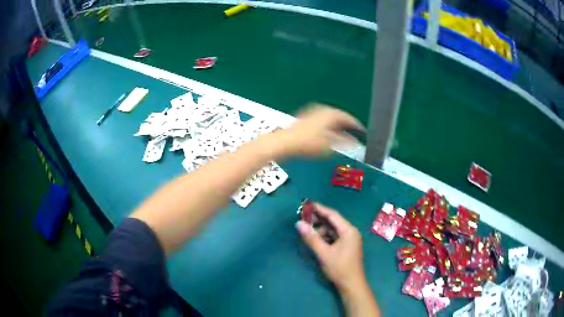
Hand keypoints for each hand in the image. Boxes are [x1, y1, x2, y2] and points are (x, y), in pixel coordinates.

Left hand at [277, 104, 363, 156]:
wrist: (286, 141)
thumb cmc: (309, 143)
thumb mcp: (330, 145)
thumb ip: (345, 143)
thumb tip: (356, 143)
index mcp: (332, 114)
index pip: (349, 119)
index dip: (357, 126)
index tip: (363, 132)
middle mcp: (324, 109)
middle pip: (340, 117)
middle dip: (347, 126)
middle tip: (353, 134)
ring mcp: (314, 112)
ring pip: (331, 119)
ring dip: (338, 127)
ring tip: (342, 136)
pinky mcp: (306, 117)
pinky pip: (323, 120)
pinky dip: (328, 127)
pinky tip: (328, 135)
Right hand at [296, 203, 365, 291]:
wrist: (351, 285)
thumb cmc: (339, 268)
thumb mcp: (323, 253)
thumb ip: (311, 238)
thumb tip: (298, 224)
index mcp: (348, 231)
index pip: (333, 215)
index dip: (319, 209)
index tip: (307, 204)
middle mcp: (350, 232)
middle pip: (333, 222)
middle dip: (318, 219)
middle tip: (303, 217)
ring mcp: (349, 240)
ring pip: (333, 230)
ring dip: (320, 230)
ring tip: (307, 232)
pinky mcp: (346, 247)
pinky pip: (334, 237)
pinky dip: (324, 237)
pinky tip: (316, 241)